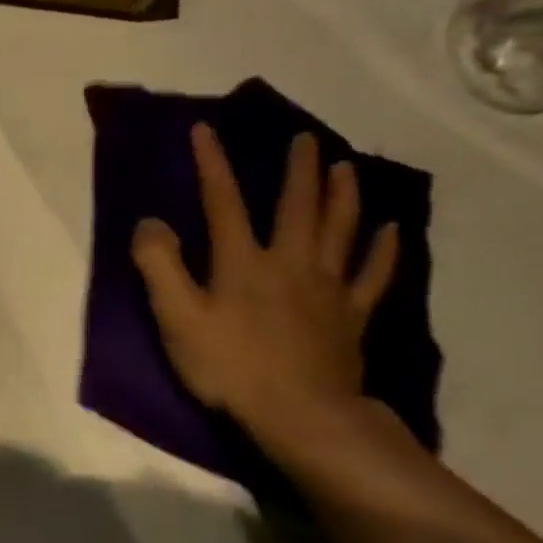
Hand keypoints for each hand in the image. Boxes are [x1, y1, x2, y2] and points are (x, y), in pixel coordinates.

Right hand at [131, 124, 399, 439]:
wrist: (299, 413)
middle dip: (297, 169)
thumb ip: (159, 266)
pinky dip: (384, 248)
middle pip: (297, 206)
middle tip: (304, 138)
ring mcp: (327, 287)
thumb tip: (151, 222)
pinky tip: (391, 229)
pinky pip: (373, 274)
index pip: (223, 202)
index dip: (212, 165)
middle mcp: (290, 262)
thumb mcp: (176, 317)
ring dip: (343, 194)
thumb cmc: (228, 366)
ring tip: (345, 167)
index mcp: (243, 262)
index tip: (206, 129)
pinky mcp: (351, 314)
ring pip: (341, 229)